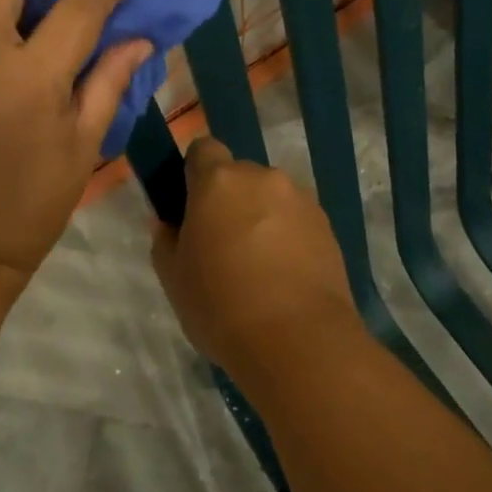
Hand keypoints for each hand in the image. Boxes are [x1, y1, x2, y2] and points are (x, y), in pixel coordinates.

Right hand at [149, 137, 363, 372]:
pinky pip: (296, 219)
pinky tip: (284, 276)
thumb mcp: (173, 278)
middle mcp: (261, 177)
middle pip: (238, 175)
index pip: (202, 149)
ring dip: (261, 217)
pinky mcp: (327, 226)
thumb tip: (168, 223)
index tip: (191, 206)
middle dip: (229, 199)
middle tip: (222, 244)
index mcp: (218, 181)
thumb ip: (165, 239)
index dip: (195, 172)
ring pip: (270, 197)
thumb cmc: (221, 305)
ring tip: (258, 266)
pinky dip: (288, 236)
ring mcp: (299, 199)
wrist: (298, 342)